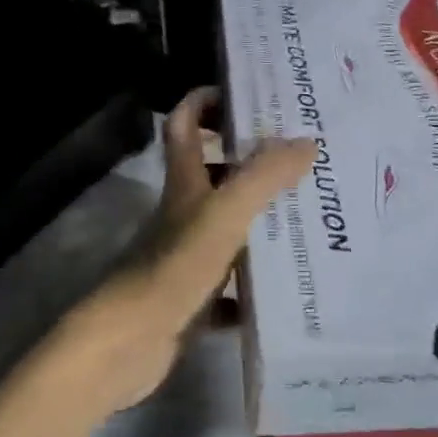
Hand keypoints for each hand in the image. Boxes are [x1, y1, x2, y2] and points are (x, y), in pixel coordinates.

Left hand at [49, 88, 315, 415]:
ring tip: (309, 215)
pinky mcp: (192, 298)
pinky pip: (231, 286)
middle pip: (212, 174)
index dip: (203, 101)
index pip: (184, 125)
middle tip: (298, 157)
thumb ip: (264, 177)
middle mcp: (182, 213)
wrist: (129, 343)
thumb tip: (306, 142)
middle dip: (249, 161)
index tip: (241, 93)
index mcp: (184, 184)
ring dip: (260, 221)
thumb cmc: (175, 266)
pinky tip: (291, 285)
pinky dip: (256, 284)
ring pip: (227, 228)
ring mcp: (186, 257)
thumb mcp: (225, 214)